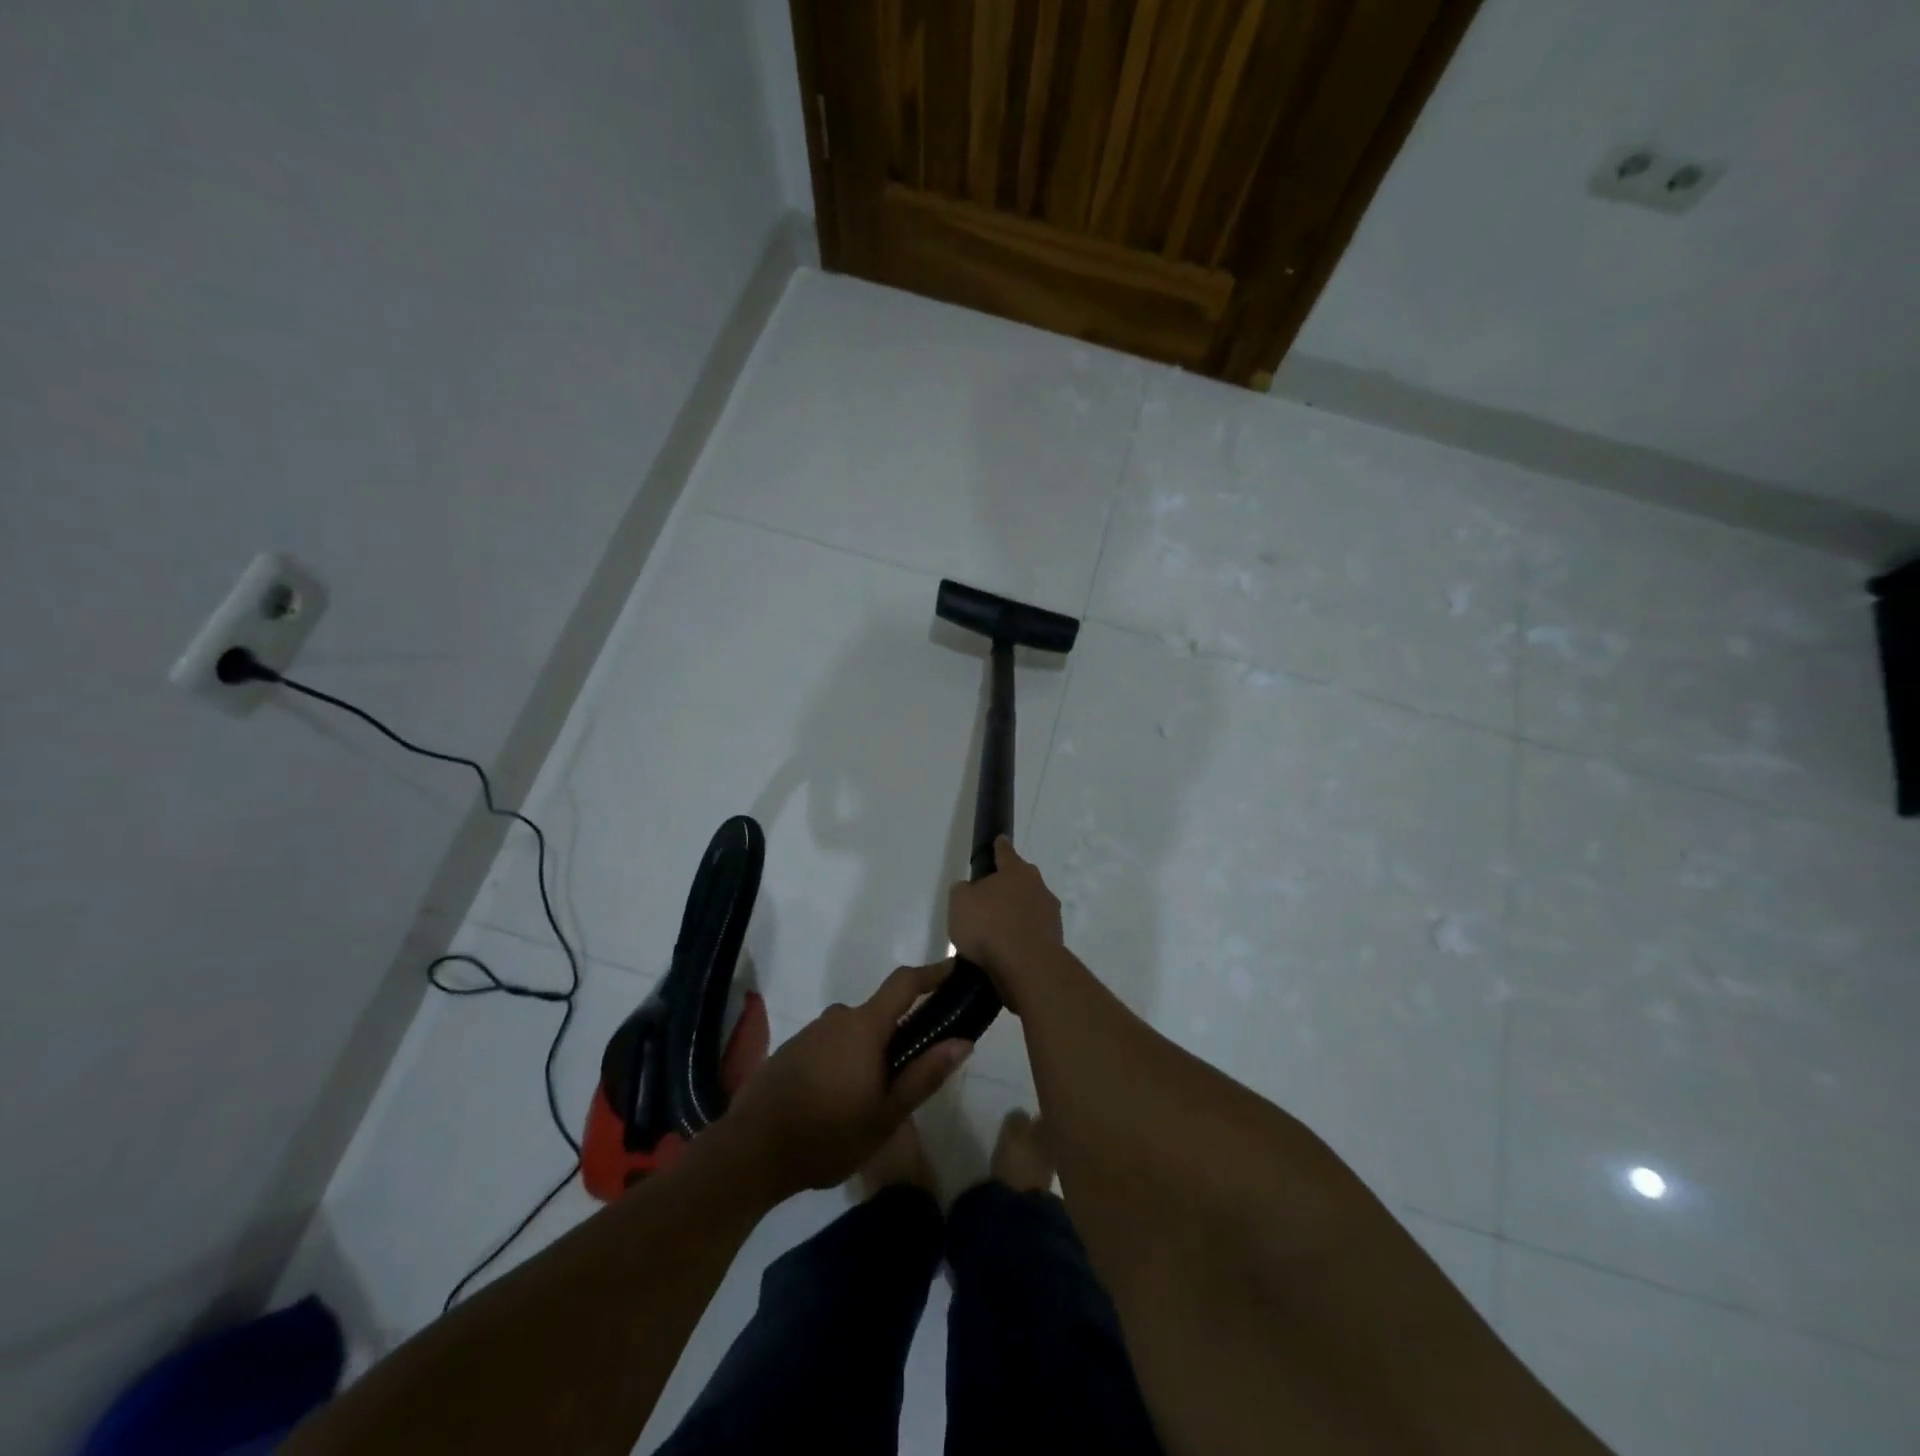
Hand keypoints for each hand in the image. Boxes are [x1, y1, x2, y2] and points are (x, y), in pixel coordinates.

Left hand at [724, 963, 970, 1198]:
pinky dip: (843, 1061)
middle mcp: (837, 1017)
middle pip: (879, 1013)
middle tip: (911, 1072)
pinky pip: (830, 1045)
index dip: (931, 973)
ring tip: (872, 1097)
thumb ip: (925, 1074)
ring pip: (853, 1032)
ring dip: (869, 1052)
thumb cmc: (827, 1134)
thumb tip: (963, 1041)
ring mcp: (811, 1032)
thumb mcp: (886, 1114)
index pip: (904, 983)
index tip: (954, 969)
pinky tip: (839, 1100)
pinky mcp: (791, 1050)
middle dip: (899, 1033)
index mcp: (864, 1026)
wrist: (751, 1152)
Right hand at [948, 836, 1062, 1012]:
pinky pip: (1033, 932)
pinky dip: (1022, 937)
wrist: (1027, 967)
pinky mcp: (1055, 940)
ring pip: (1029, 908)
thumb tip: (970, 890)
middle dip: (1007, 887)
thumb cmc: (989, 926)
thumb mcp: (960, 903)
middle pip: (1020, 881)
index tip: (999, 840)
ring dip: (1016, 915)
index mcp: (1016, 871)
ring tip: (996, 933)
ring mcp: (1050, 914)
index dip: (999, 847)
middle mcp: (1038, 887)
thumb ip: (963, 891)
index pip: (1005, 852)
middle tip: (988, 900)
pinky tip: (1007, 951)